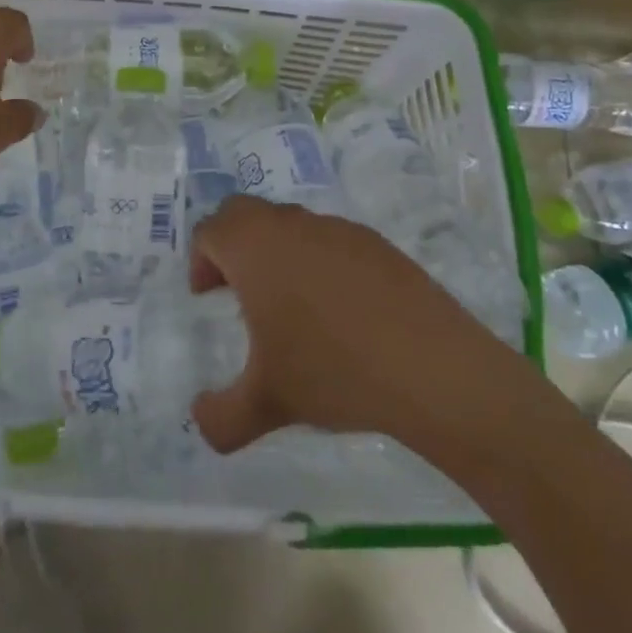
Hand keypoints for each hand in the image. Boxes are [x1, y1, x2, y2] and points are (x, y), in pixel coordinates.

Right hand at [187, 198, 502, 452]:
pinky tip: (340, 311)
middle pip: (244, 214)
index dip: (201, 261)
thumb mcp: (267, 403)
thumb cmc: (333, 371)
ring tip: (291, 307)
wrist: (431, 367)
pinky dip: (319, 262)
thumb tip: (200, 418)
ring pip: (289, 224)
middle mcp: (290, 225)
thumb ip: (220, 416)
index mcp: (254, 247)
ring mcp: (337, 228)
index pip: (210, 231)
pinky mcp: (375, 242)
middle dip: (232, 246)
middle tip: (238, 292)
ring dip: (276, 253)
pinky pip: (330, 239)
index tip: (208, 297)